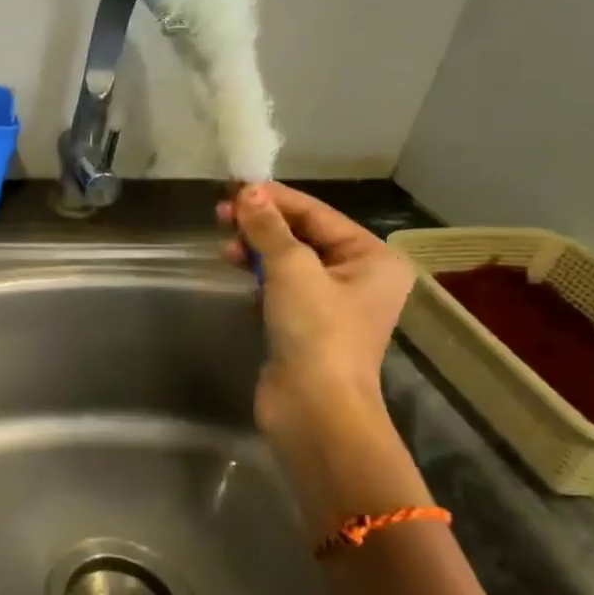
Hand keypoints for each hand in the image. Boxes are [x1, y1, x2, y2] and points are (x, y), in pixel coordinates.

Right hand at [218, 183, 413, 447]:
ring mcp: (333, 302)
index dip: (275, 198)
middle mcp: (359, 276)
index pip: (317, 214)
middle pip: (304, 234)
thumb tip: (247, 192)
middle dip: (263, 223)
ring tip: (224, 242)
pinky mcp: (307, 324)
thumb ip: (268, 228)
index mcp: (373, 258)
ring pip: (289, 259)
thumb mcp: (291, 270)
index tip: (234, 186)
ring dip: (257, 246)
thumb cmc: (316, 332)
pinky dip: (259, 272)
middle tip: (220, 213)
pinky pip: (282, 284)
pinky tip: (236, 266)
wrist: (315, 408)